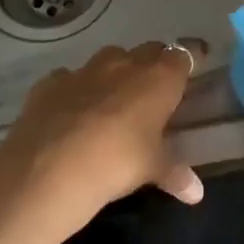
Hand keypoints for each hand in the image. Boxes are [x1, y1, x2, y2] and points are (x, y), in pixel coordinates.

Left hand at [0, 41, 204, 237]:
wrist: (46, 172)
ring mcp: (84, 70)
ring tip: (116, 100)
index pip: (184, 54)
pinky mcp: (50, 83)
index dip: (191, 57)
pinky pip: (70, 78)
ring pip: (109, 59)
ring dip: (117, 73)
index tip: (197, 62)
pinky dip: (77, 89)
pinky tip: (73, 113)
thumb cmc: (116, 164)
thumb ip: (175, 174)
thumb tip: (197, 193)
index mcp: (158, 78)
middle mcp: (124, 64)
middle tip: (158, 88)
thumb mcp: (151, 170)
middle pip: (149, 50)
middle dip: (155, 63)